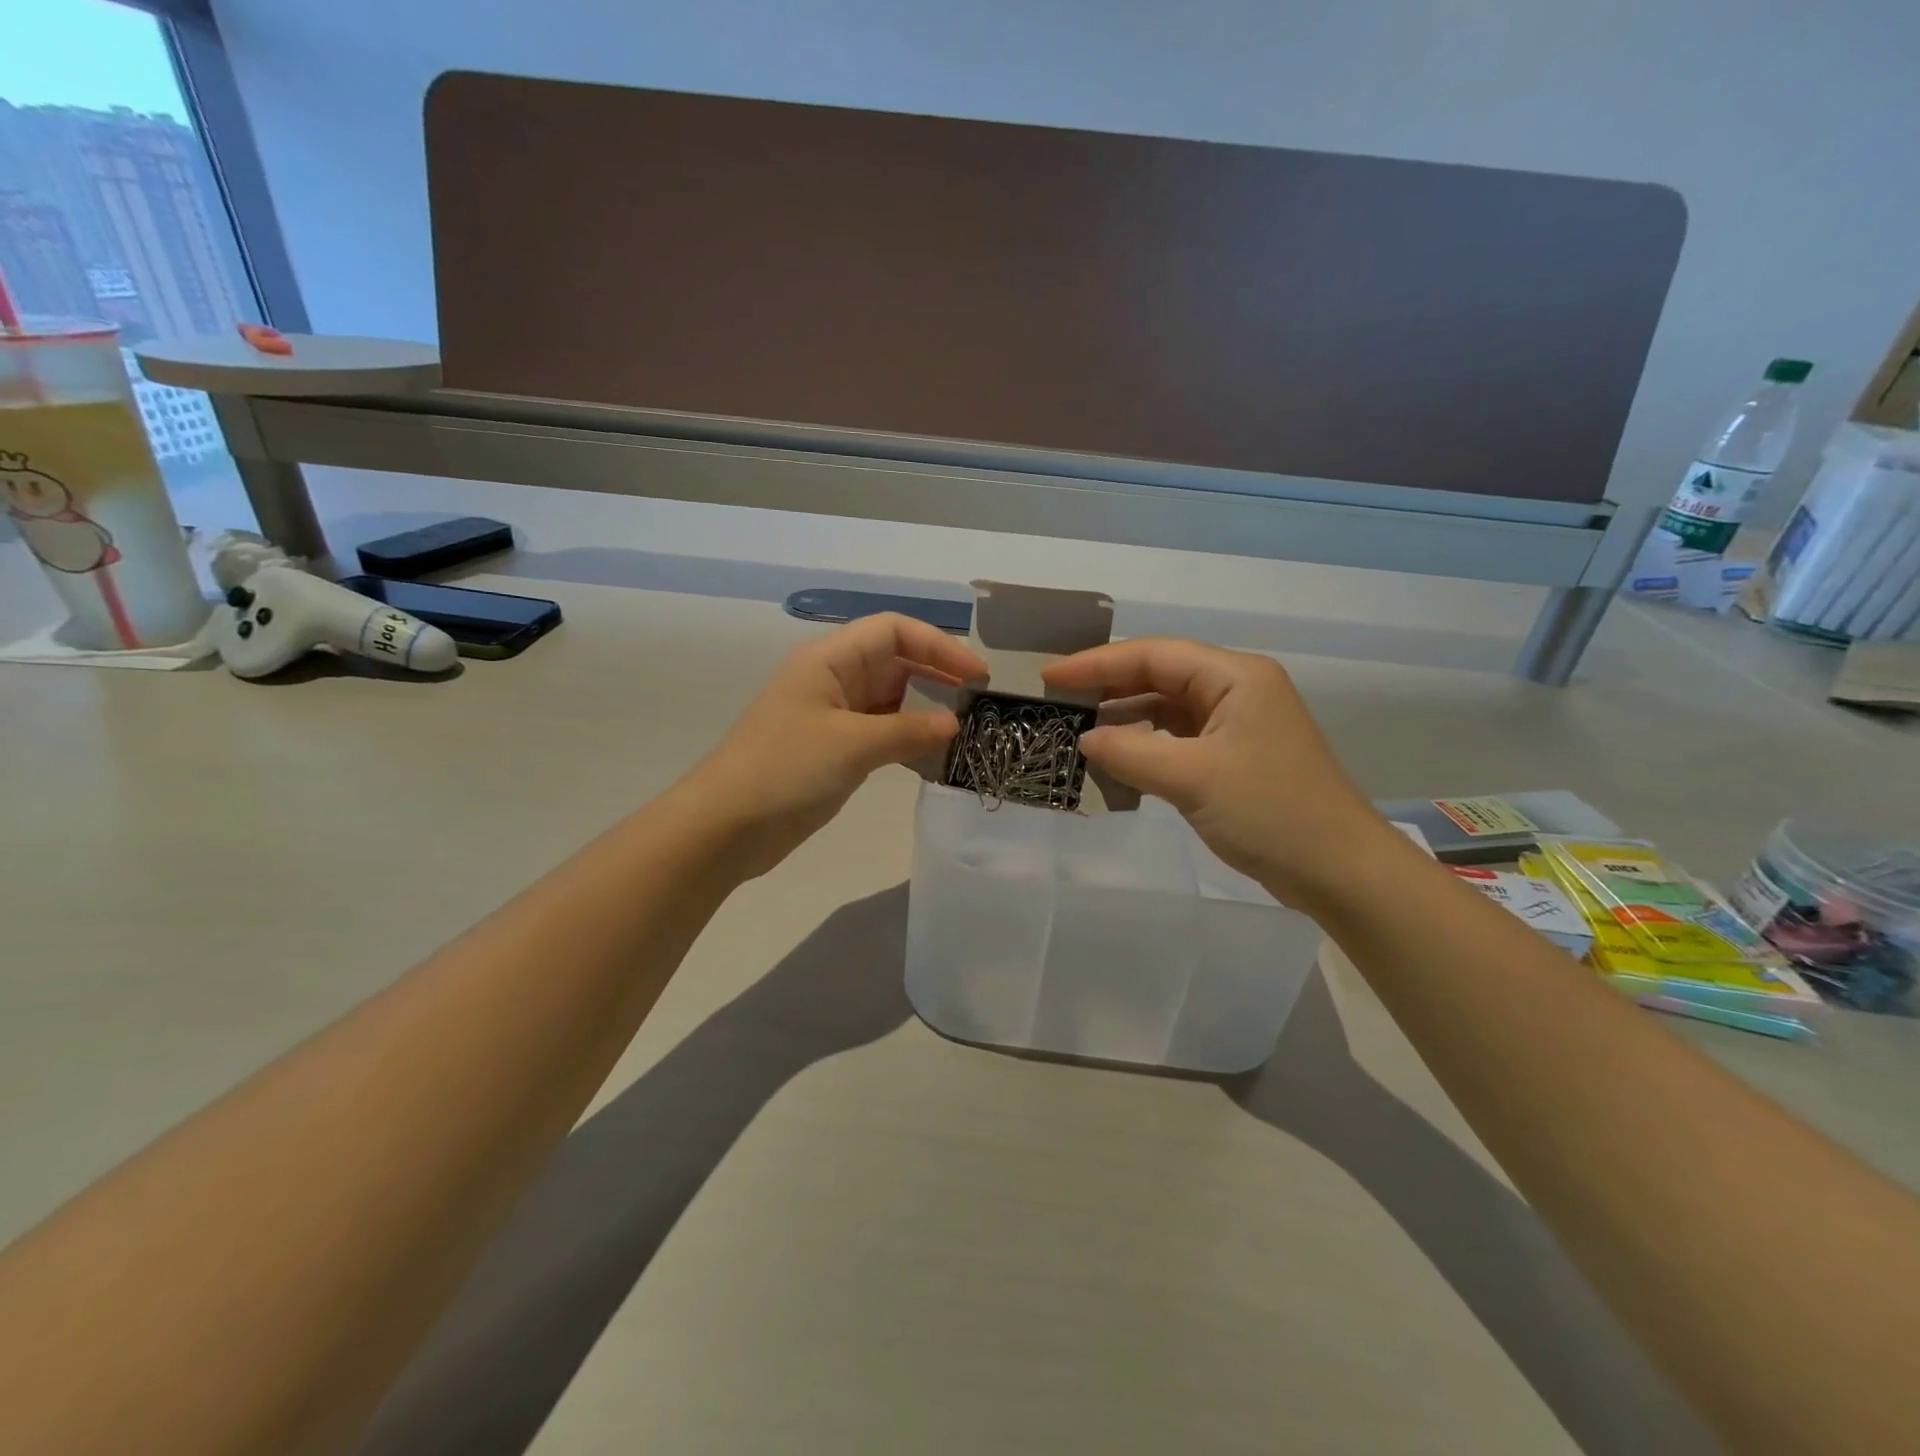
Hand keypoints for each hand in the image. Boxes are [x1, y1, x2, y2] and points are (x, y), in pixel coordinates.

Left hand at [675, 614, 987, 878]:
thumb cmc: (785, 771)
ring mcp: (832, 716)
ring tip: (963, 733)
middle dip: (937, 677)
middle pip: (895, 662)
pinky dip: (907, 740)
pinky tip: (932, 758)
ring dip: (925, 712)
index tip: (977, 676)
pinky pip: (880, 733)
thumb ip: (908, 731)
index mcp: (829, 659)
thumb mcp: (852, 745)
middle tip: (977, 706)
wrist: (725, 827)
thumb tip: (953, 724)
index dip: (939, 645)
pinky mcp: (832, 750)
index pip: (894, 631)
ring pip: (890, 700)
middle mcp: (832, 679)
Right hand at [1042, 638, 1403, 909]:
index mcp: (1235, 676)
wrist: (1339, 871)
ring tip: (1078, 725)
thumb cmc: (1270, 813)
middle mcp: (1238, 689)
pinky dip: (1146, 743)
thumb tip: (1084, 738)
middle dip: (1109, 685)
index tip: (1049, 676)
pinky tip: (1117, 755)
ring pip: (1168, 707)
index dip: (1097, 663)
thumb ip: (1130, 752)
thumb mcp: (1192, 779)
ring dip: (1125, 715)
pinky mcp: (1236, 755)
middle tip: (1058, 700)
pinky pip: (1179, 737)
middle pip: (1161, 674)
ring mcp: (1238, 723)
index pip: (1154, 655)